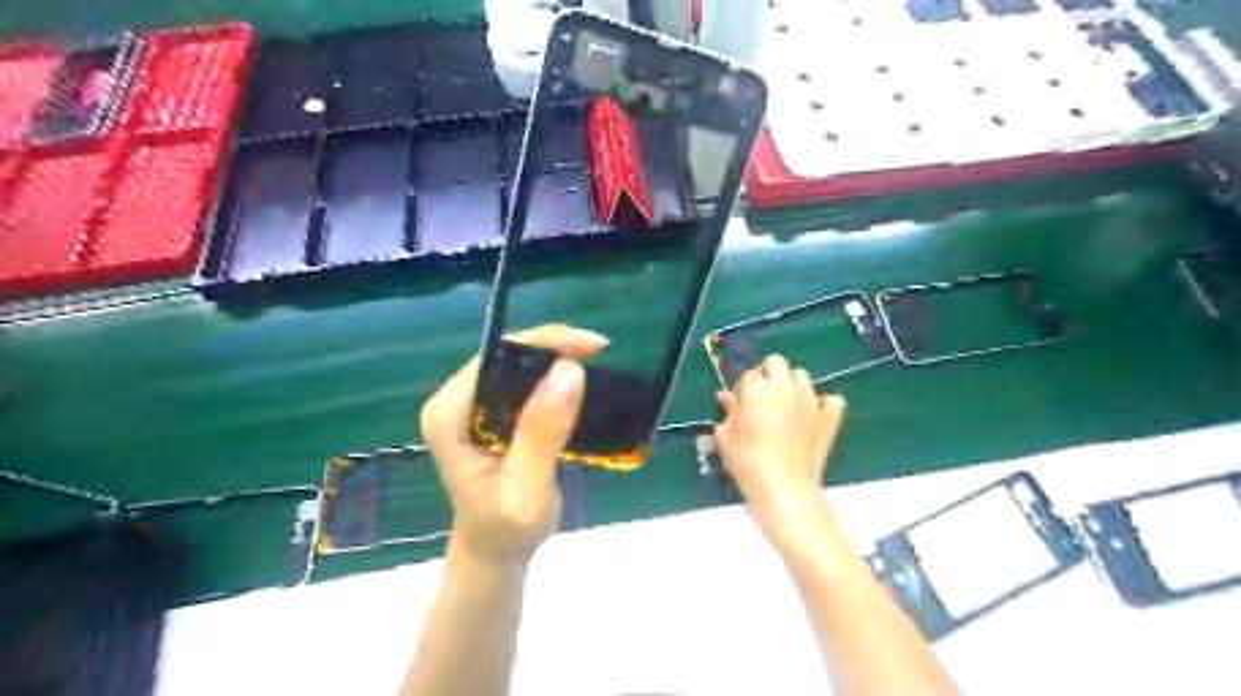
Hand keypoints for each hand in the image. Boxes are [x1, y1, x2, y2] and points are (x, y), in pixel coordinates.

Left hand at [419, 322, 608, 568]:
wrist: (496, 552)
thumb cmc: (506, 528)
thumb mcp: (527, 486)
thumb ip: (542, 433)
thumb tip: (570, 371)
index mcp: (449, 414)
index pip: (496, 359)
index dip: (543, 343)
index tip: (589, 346)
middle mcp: (455, 402)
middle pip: (506, 355)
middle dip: (553, 347)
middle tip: (598, 350)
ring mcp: (472, 407)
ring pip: (518, 366)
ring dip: (556, 361)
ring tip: (595, 360)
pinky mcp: (491, 415)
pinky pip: (524, 384)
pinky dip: (553, 380)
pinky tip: (579, 382)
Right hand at [713, 355, 849, 551]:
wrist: (784, 488)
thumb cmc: (748, 462)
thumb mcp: (727, 436)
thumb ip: (729, 411)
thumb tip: (727, 397)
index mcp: (758, 389)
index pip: (748, 375)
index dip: (742, 389)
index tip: (739, 406)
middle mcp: (786, 387)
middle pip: (777, 363)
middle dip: (768, 375)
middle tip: (761, 398)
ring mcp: (811, 400)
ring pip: (802, 377)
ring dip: (791, 386)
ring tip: (784, 408)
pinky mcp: (829, 417)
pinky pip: (831, 400)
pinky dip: (823, 404)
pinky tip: (812, 416)